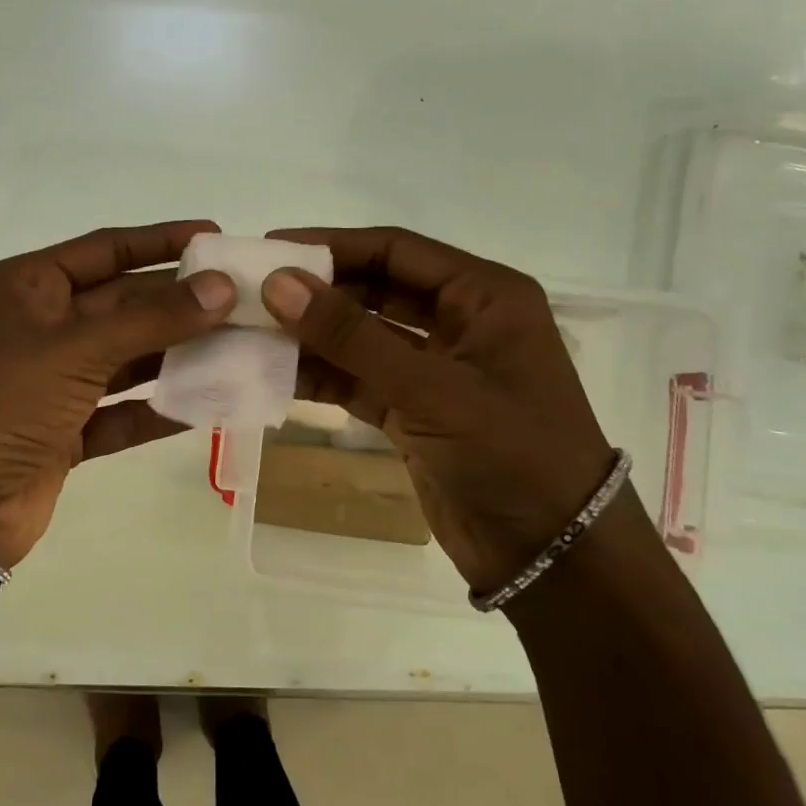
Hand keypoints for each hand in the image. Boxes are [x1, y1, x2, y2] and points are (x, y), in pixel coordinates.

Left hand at [0, 221, 235, 567]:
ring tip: (241, 345)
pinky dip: (160, 410)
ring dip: (179, 354)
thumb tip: (222, 288)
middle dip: (181, 302)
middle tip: (244, 299)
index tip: (214, 236)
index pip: (107, 249)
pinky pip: (123, 413)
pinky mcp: (66, 433)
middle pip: (125, 304)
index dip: (159, 241)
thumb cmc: (1, 399)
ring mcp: (55, 383)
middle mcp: (45, 327)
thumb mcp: (76, 347)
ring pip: (129, 359)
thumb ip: (152, 318)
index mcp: (32, 287)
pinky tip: (209, 404)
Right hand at [260, 226, 617, 594]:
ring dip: (311, 337)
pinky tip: (274, 374)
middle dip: (316, 292)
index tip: (269, 249)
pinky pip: (358, 379)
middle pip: (374, 289)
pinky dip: (321, 377)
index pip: (396, 250)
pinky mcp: (413, 411)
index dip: (332, 246)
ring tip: (250, 333)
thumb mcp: (432, 389)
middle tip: (251, 293)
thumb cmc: (513, 455)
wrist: (554, 559)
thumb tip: (278, 284)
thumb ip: (352, 336)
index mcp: (484, 296)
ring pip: (360, 337)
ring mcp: (434, 369)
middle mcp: (459, 322)